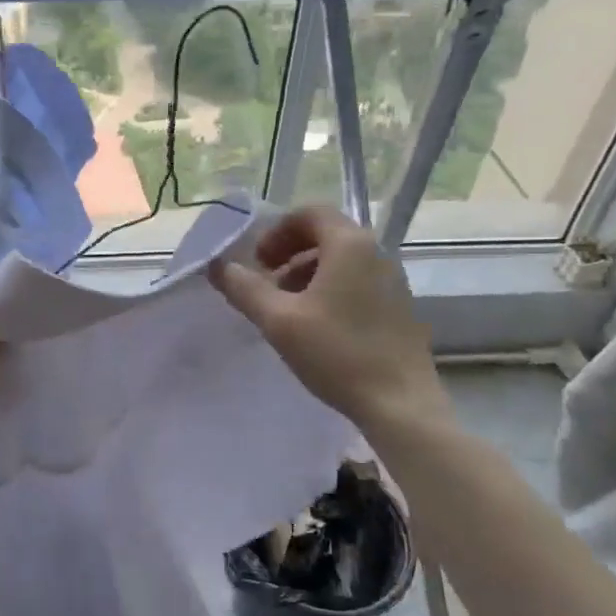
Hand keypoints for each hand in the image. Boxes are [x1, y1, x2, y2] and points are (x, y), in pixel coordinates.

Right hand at [208, 206, 453, 442]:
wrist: (399, 402)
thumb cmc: (336, 353)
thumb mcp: (278, 320)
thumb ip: (244, 288)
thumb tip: (217, 266)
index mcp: (349, 245)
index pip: (309, 213)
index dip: (276, 231)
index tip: (258, 262)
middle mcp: (376, 252)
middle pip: (326, 234)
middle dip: (289, 253)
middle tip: (266, 283)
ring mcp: (392, 279)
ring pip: (341, 260)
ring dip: (307, 272)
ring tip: (286, 308)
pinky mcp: (398, 306)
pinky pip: (357, 281)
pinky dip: (329, 289)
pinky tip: (315, 326)